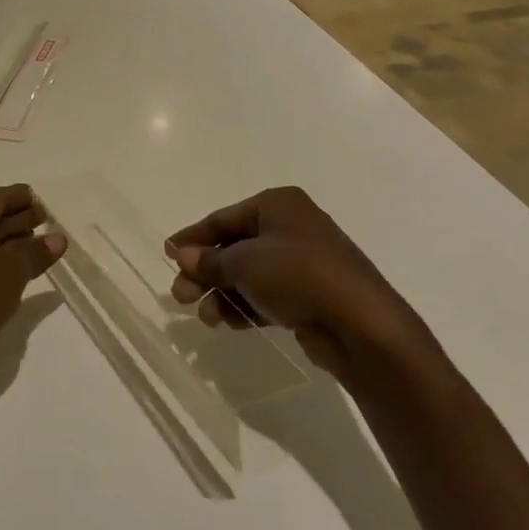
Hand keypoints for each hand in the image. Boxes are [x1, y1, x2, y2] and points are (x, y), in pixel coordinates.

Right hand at [167, 187, 441, 389]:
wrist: (361, 325)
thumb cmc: (299, 276)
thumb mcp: (245, 263)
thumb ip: (210, 260)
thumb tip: (182, 255)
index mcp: (277, 204)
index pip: (223, 218)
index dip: (193, 237)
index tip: (166, 254)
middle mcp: (291, 227)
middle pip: (234, 247)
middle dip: (205, 273)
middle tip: (181, 296)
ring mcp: (303, 262)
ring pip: (249, 274)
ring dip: (223, 294)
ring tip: (207, 318)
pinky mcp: (310, 294)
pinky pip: (267, 294)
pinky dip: (246, 306)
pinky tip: (230, 323)